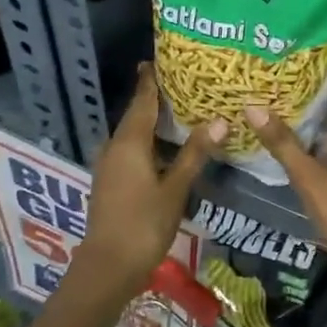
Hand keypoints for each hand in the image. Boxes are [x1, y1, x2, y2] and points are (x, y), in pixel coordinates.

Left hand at [78, 64, 225, 299]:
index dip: (151, 79)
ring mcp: (109, 165)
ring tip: (181, 111)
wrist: (107, 267)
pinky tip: (166, 147)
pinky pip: (130, 150)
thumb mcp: (175, 188)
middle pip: (136, 114)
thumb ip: (194, 153)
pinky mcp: (110, 182)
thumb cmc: (143, 224)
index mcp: (129, 141)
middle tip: (184, 83)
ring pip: (133, 133)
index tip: (160, 59)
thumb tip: (219, 121)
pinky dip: (148, 141)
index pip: (142, 100)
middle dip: (156, 98)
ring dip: (153, 122)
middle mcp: (115, 146)